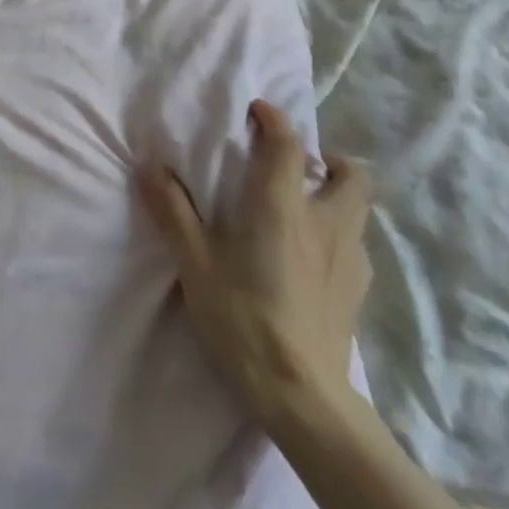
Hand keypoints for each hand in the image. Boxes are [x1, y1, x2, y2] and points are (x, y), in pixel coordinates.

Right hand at [140, 99, 372, 426]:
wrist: (303, 397)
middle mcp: (325, 221)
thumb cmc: (243, 319)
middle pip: (351, 173)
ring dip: (337, 197)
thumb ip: (172, 210)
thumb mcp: (195, 264)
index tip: (258, 111)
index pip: (288, 144)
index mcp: (283, 207)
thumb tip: (149, 165)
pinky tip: (314, 261)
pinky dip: (338, 237)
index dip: (275, 119)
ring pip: (359, 209)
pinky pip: (356, 246)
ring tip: (304, 211)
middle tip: (297, 168)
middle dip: (328, 160)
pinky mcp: (359, 291)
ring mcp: (350, 258)